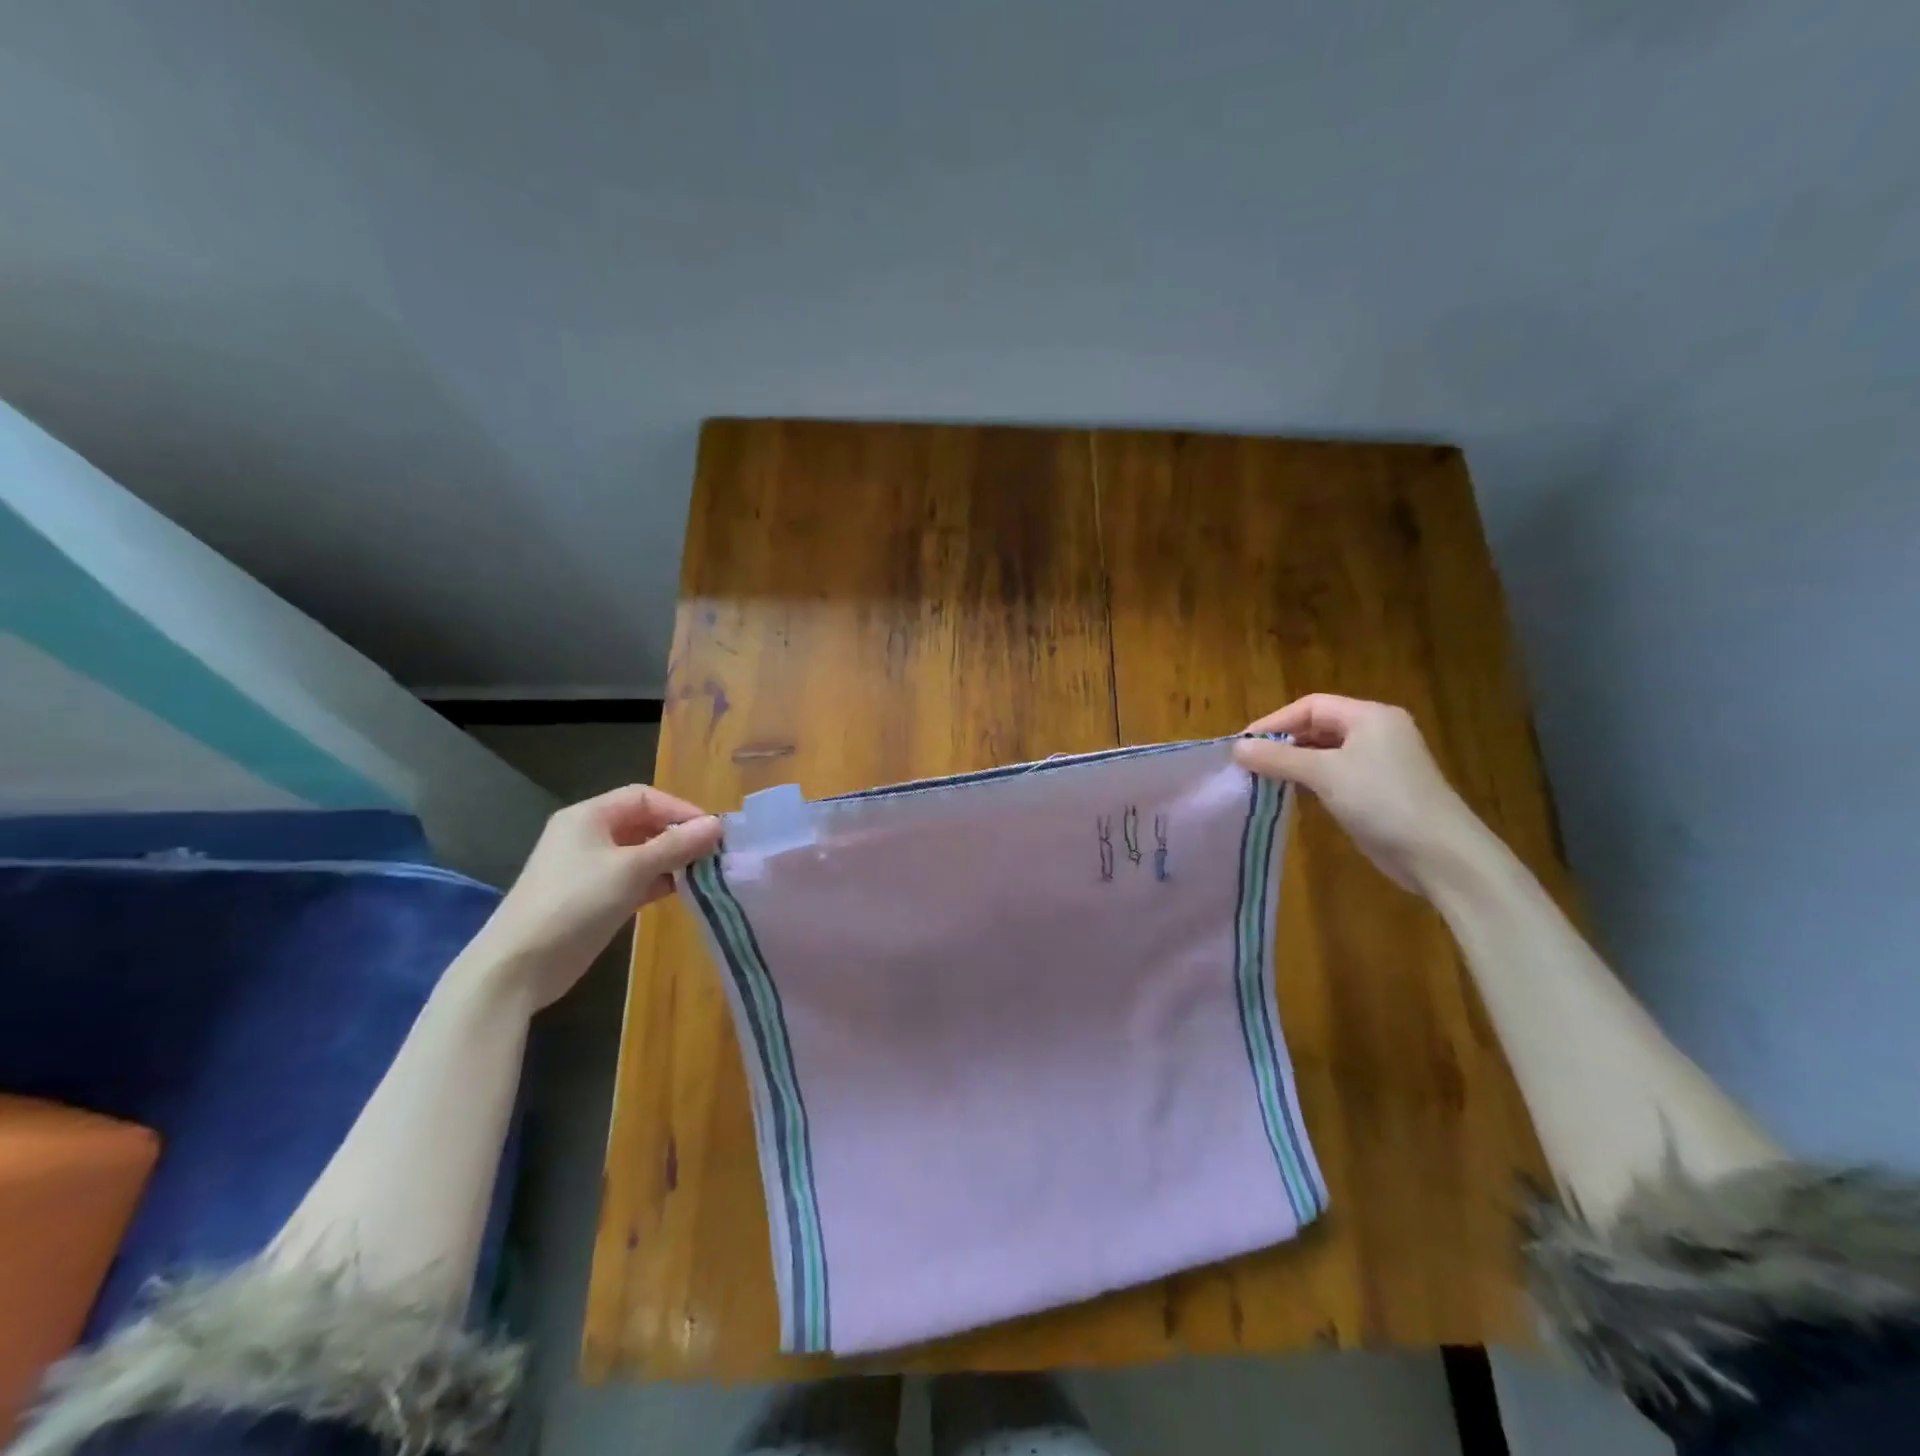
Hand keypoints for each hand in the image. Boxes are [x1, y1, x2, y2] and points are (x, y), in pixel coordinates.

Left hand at [480, 785, 722, 1006]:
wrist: (520, 966)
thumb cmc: (576, 903)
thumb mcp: (631, 869)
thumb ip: (676, 845)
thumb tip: (717, 825)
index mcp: (589, 816)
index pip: (645, 797)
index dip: (680, 809)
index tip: (713, 831)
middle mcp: (588, 835)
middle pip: (643, 823)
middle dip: (678, 835)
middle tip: (713, 853)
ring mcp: (589, 868)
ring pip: (641, 852)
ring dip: (671, 860)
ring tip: (704, 873)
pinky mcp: (594, 897)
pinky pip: (634, 878)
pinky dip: (657, 881)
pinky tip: (681, 891)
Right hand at [1232, 695, 1481, 892]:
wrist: (1439, 854)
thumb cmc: (1382, 800)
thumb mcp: (1324, 774)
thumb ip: (1278, 758)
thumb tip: (1237, 748)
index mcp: (1369, 716)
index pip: (1311, 706)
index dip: (1274, 722)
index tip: (1242, 745)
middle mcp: (1377, 732)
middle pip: (1318, 727)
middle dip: (1283, 743)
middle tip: (1249, 764)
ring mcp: (1381, 763)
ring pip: (1326, 753)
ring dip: (1294, 764)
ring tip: (1263, 780)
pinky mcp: (1380, 791)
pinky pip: (1336, 775)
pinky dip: (1312, 781)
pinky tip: (1292, 795)